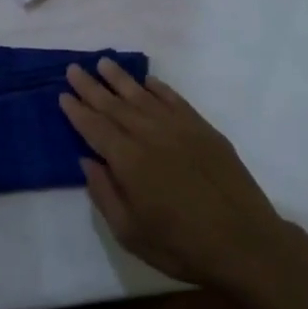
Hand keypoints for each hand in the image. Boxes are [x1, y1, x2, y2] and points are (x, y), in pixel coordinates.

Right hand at [61, 59, 287, 289]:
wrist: (245, 243)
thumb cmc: (182, 246)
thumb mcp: (130, 233)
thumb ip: (105, 194)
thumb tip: (87, 160)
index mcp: (129, 161)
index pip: (95, 127)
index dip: (77, 111)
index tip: (62, 95)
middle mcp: (150, 135)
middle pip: (114, 105)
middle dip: (91, 87)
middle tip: (74, 69)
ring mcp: (179, 128)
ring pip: (142, 95)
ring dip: (120, 78)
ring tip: (103, 63)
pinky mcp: (203, 129)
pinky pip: (174, 99)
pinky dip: (157, 88)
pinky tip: (147, 81)